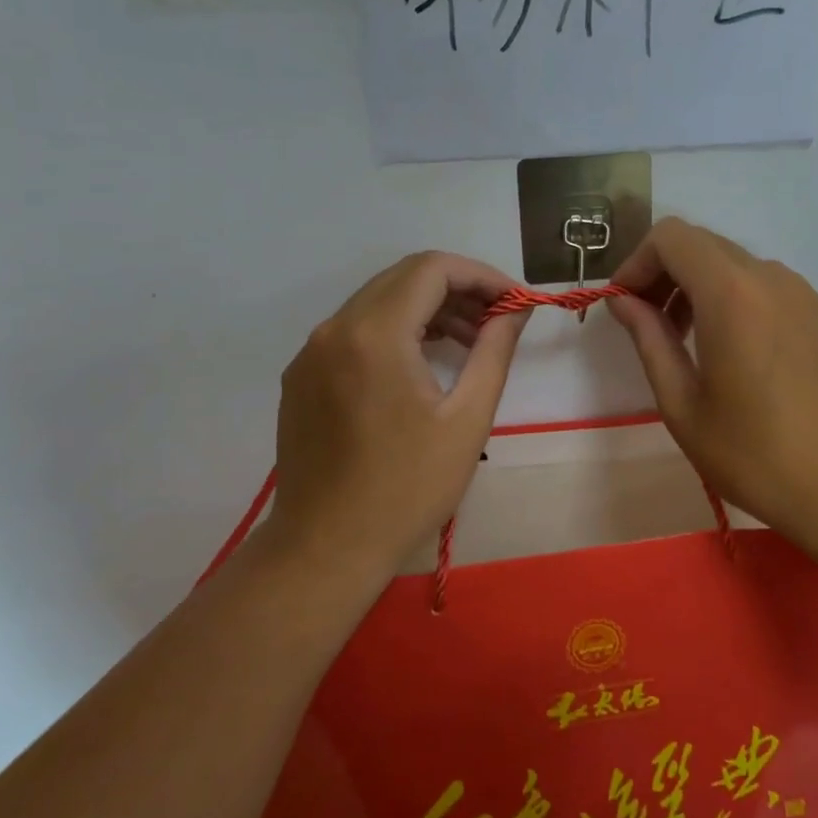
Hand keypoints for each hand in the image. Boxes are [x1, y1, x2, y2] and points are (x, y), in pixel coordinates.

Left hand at [267, 252, 528, 583]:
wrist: (325, 549)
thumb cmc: (407, 488)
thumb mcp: (467, 419)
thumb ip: (495, 350)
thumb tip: (516, 309)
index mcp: (374, 334)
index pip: (432, 269)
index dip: (481, 275)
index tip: (514, 302)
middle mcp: (334, 328)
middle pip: (403, 278)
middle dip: (457, 289)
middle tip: (497, 320)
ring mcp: (311, 351)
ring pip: (377, 301)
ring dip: (427, 308)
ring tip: (469, 340)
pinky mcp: (301, 375)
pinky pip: (354, 330)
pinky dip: (395, 329)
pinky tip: (422, 361)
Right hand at [605, 219, 817, 547]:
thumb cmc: (756, 454)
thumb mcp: (683, 404)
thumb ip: (649, 340)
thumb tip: (622, 301)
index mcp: (731, 293)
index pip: (672, 237)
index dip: (637, 262)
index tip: (624, 305)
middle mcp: (771, 277)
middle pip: (702, 245)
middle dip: (664, 273)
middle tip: (648, 324)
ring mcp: (804, 293)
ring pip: (735, 264)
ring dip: (699, 287)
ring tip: (688, 342)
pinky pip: (766, 286)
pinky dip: (735, 299)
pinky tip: (735, 353)